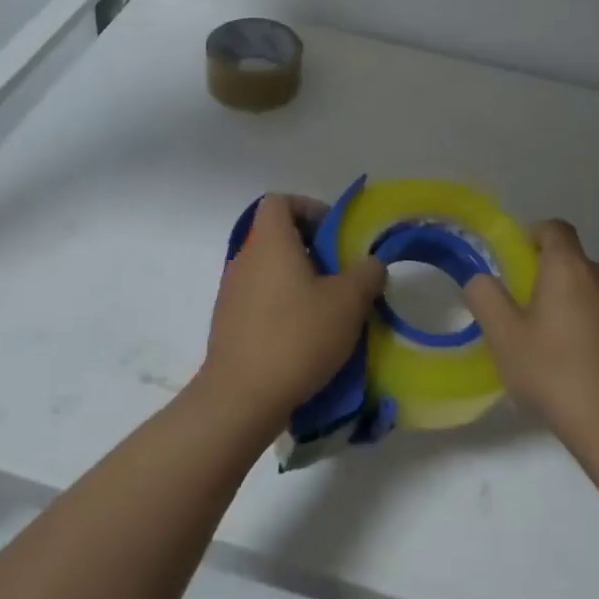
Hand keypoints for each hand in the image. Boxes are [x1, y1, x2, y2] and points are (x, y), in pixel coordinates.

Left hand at [197, 194, 386, 429]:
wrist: (241, 397)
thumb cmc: (297, 336)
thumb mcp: (348, 303)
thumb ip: (367, 274)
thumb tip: (371, 264)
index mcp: (270, 242)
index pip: (280, 201)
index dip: (309, 208)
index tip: (335, 234)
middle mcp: (244, 258)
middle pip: (277, 237)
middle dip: (312, 250)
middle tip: (342, 276)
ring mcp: (231, 292)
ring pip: (270, 271)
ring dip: (298, 281)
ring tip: (328, 311)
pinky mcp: (227, 323)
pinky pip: (259, 300)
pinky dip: (281, 307)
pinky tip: (303, 338)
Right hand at [465, 220, 598, 457]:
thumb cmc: (555, 373)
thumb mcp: (503, 337)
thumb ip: (484, 297)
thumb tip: (480, 278)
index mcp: (571, 268)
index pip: (555, 228)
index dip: (533, 236)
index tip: (518, 262)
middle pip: (575, 263)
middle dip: (552, 278)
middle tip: (531, 313)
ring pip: (598, 291)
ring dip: (579, 304)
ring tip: (561, 344)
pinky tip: (589, 365)